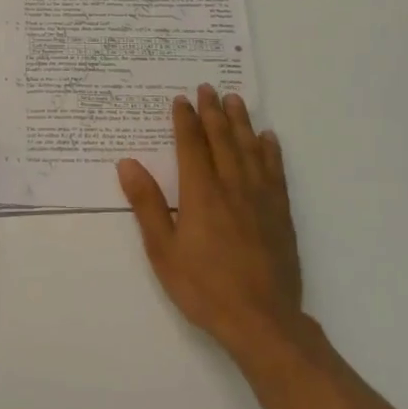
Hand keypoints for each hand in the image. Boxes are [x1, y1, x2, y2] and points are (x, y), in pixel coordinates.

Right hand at [117, 85, 303, 359]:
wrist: (262, 320)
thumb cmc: (204, 287)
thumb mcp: (163, 250)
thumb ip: (147, 204)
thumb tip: (128, 163)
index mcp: (200, 193)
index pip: (191, 146)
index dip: (185, 120)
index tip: (181, 99)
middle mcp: (232, 186)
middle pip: (222, 140)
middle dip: (213, 112)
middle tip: (208, 88)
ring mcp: (260, 198)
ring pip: (250, 149)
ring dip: (241, 122)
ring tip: (235, 100)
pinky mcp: (280, 213)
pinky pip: (275, 171)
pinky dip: (270, 151)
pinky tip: (268, 139)